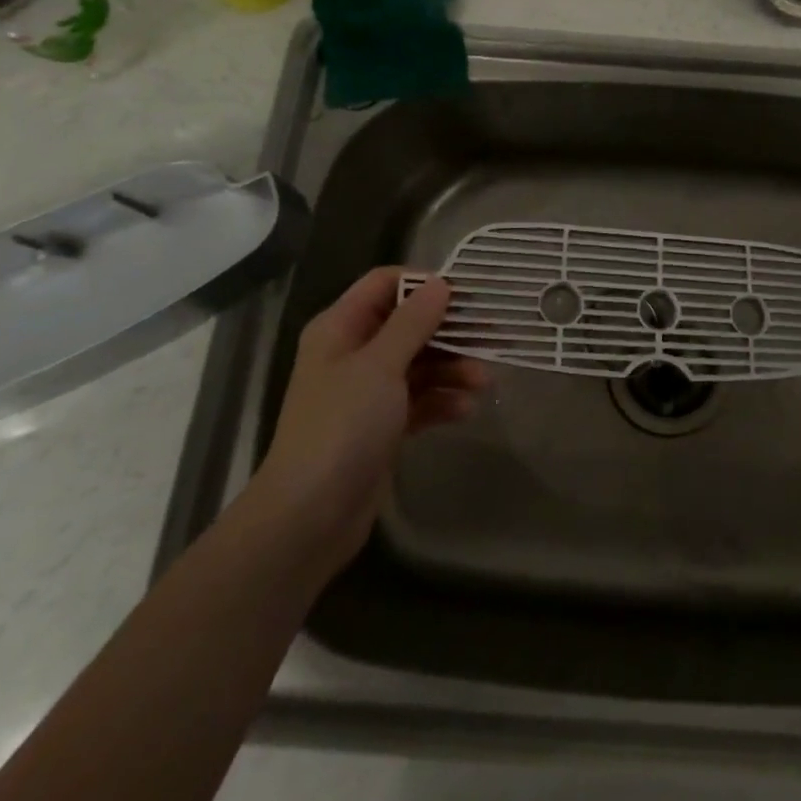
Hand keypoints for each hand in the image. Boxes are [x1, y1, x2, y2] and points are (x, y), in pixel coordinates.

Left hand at [242, 269, 485, 579]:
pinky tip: (466, 410)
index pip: (384, 284)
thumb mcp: (380, 366)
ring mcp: (367, 391)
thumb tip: (440, 284)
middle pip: (409, 324)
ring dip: (453, 369)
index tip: (464, 294)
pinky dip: (442, 401)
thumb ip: (413, 322)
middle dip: (449, 331)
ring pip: (420, 363)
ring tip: (483, 382)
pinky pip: (420, 400)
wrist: (310, 516)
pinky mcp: (382, 425)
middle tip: (491, 336)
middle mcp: (353, 353)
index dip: (423, 283)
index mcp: (341, 328)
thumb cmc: (342, 427)